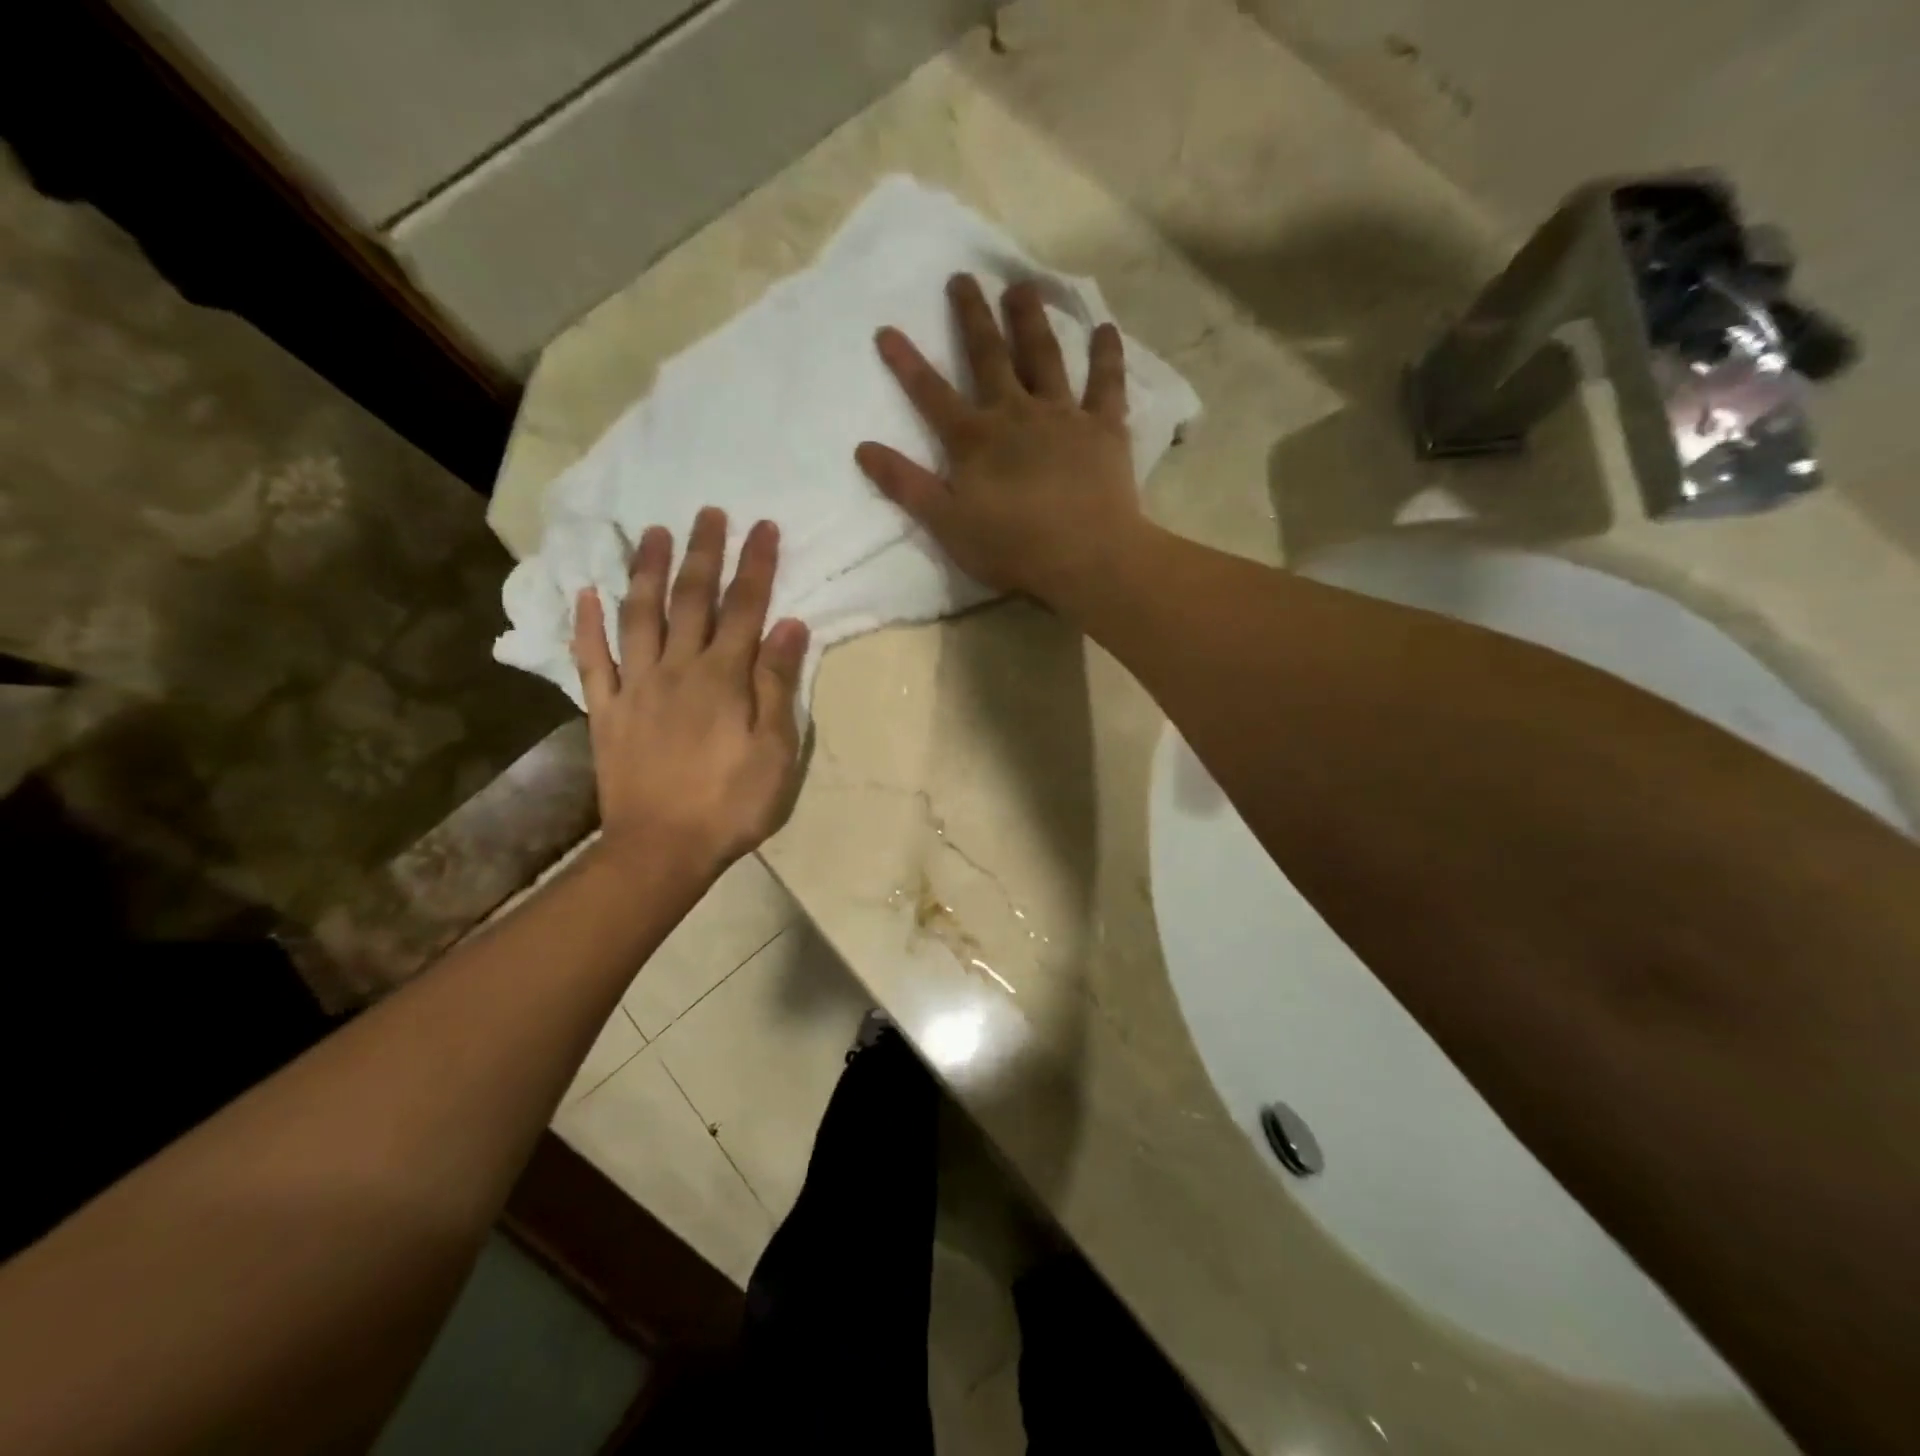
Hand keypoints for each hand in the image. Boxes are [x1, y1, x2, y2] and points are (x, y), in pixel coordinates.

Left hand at [571, 507, 809, 878]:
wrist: (662, 849)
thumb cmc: (731, 804)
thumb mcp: (775, 751)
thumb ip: (778, 685)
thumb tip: (789, 625)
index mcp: (723, 678)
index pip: (744, 608)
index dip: (755, 566)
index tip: (763, 527)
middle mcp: (677, 669)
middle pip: (690, 600)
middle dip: (702, 553)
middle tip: (707, 512)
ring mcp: (635, 687)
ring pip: (638, 616)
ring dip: (646, 571)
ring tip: (652, 532)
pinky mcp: (605, 712)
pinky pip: (591, 661)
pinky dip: (586, 625)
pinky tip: (586, 594)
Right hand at [854, 274, 1139, 604]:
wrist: (1085, 557)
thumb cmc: (1012, 548)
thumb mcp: (946, 524)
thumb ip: (906, 485)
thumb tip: (863, 448)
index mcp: (974, 440)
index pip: (931, 394)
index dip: (907, 364)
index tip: (886, 329)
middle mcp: (1015, 413)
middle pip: (989, 357)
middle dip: (972, 317)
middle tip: (964, 277)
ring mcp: (1062, 415)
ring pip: (1044, 356)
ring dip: (1030, 319)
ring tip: (1022, 286)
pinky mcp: (1104, 427)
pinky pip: (1106, 383)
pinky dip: (1106, 355)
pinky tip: (1105, 328)